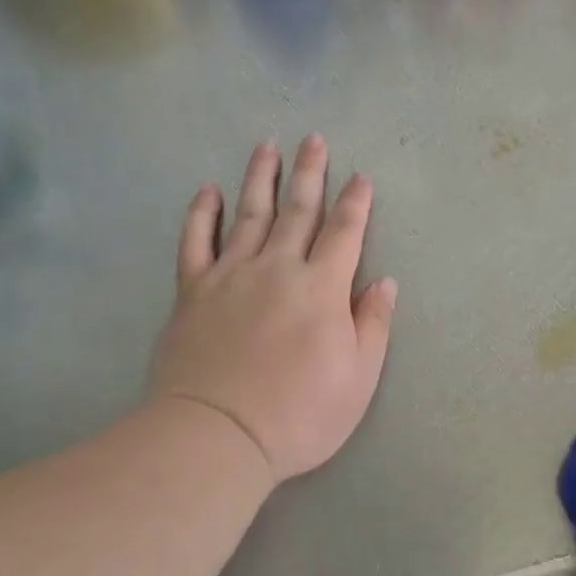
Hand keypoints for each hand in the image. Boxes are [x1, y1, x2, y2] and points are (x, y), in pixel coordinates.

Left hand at [147, 136, 397, 483]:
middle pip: (297, 211)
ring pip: (248, 214)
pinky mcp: (192, 292)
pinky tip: (208, 191)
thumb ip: (373, 325)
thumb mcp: (359, 378)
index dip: (355, 203)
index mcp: (322, 288)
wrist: (218, 435)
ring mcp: (230, 275)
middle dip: (310, 173)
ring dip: (260, 178)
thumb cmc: (300, 414)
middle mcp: (277, 268)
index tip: (360, 177)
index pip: (344, 233)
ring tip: (267, 147)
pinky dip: (202, 214)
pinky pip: (196, 242)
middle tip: (313, 140)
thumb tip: (383, 282)